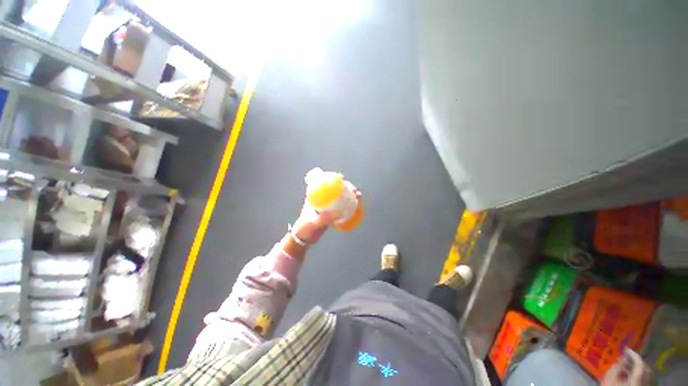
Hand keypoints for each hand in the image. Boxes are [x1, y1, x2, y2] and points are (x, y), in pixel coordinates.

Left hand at [292, 182, 360, 243]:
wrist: (303, 239)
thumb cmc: (305, 228)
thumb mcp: (313, 222)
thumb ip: (324, 219)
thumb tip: (339, 213)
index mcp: (314, 196)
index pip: (325, 183)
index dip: (334, 179)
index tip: (342, 178)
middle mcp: (322, 199)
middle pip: (336, 189)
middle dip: (347, 187)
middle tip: (355, 191)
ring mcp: (327, 206)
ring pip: (340, 197)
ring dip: (350, 196)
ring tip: (358, 197)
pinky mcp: (331, 213)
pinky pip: (341, 206)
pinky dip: (349, 205)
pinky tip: (356, 206)